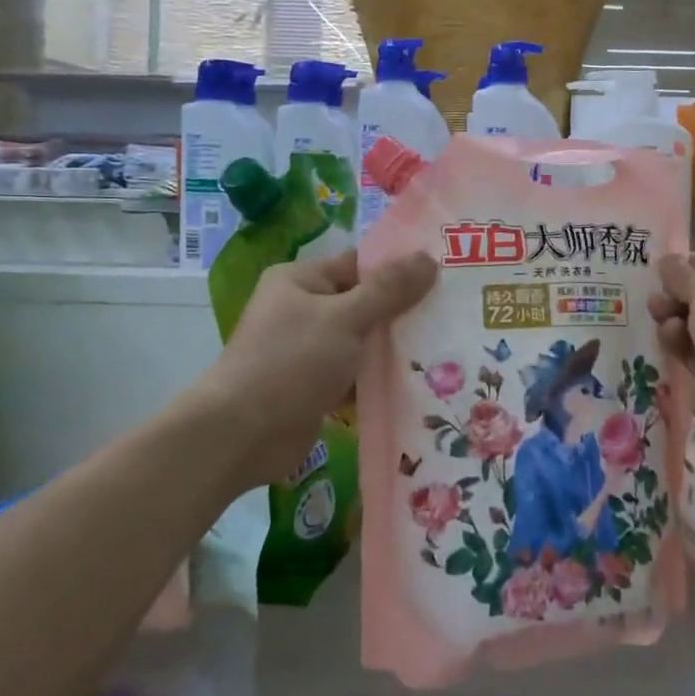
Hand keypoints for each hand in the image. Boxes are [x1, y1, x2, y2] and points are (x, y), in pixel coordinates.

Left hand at [199, 249, 435, 489]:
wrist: (239, 437)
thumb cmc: (290, 363)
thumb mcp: (344, 318)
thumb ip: (388, 290)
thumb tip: (429, 258)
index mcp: (301, 280)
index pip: (360, 264)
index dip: (400, 268)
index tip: (445, 275)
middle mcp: (302, 308)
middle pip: (364, 302)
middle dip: (403, 311)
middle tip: (454, 312)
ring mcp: (307, 349)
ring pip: (362, 340)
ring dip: (394, 346)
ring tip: (447, 346)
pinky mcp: (314, 386)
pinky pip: (355, 372)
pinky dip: (379, 375)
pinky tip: (420, 379)